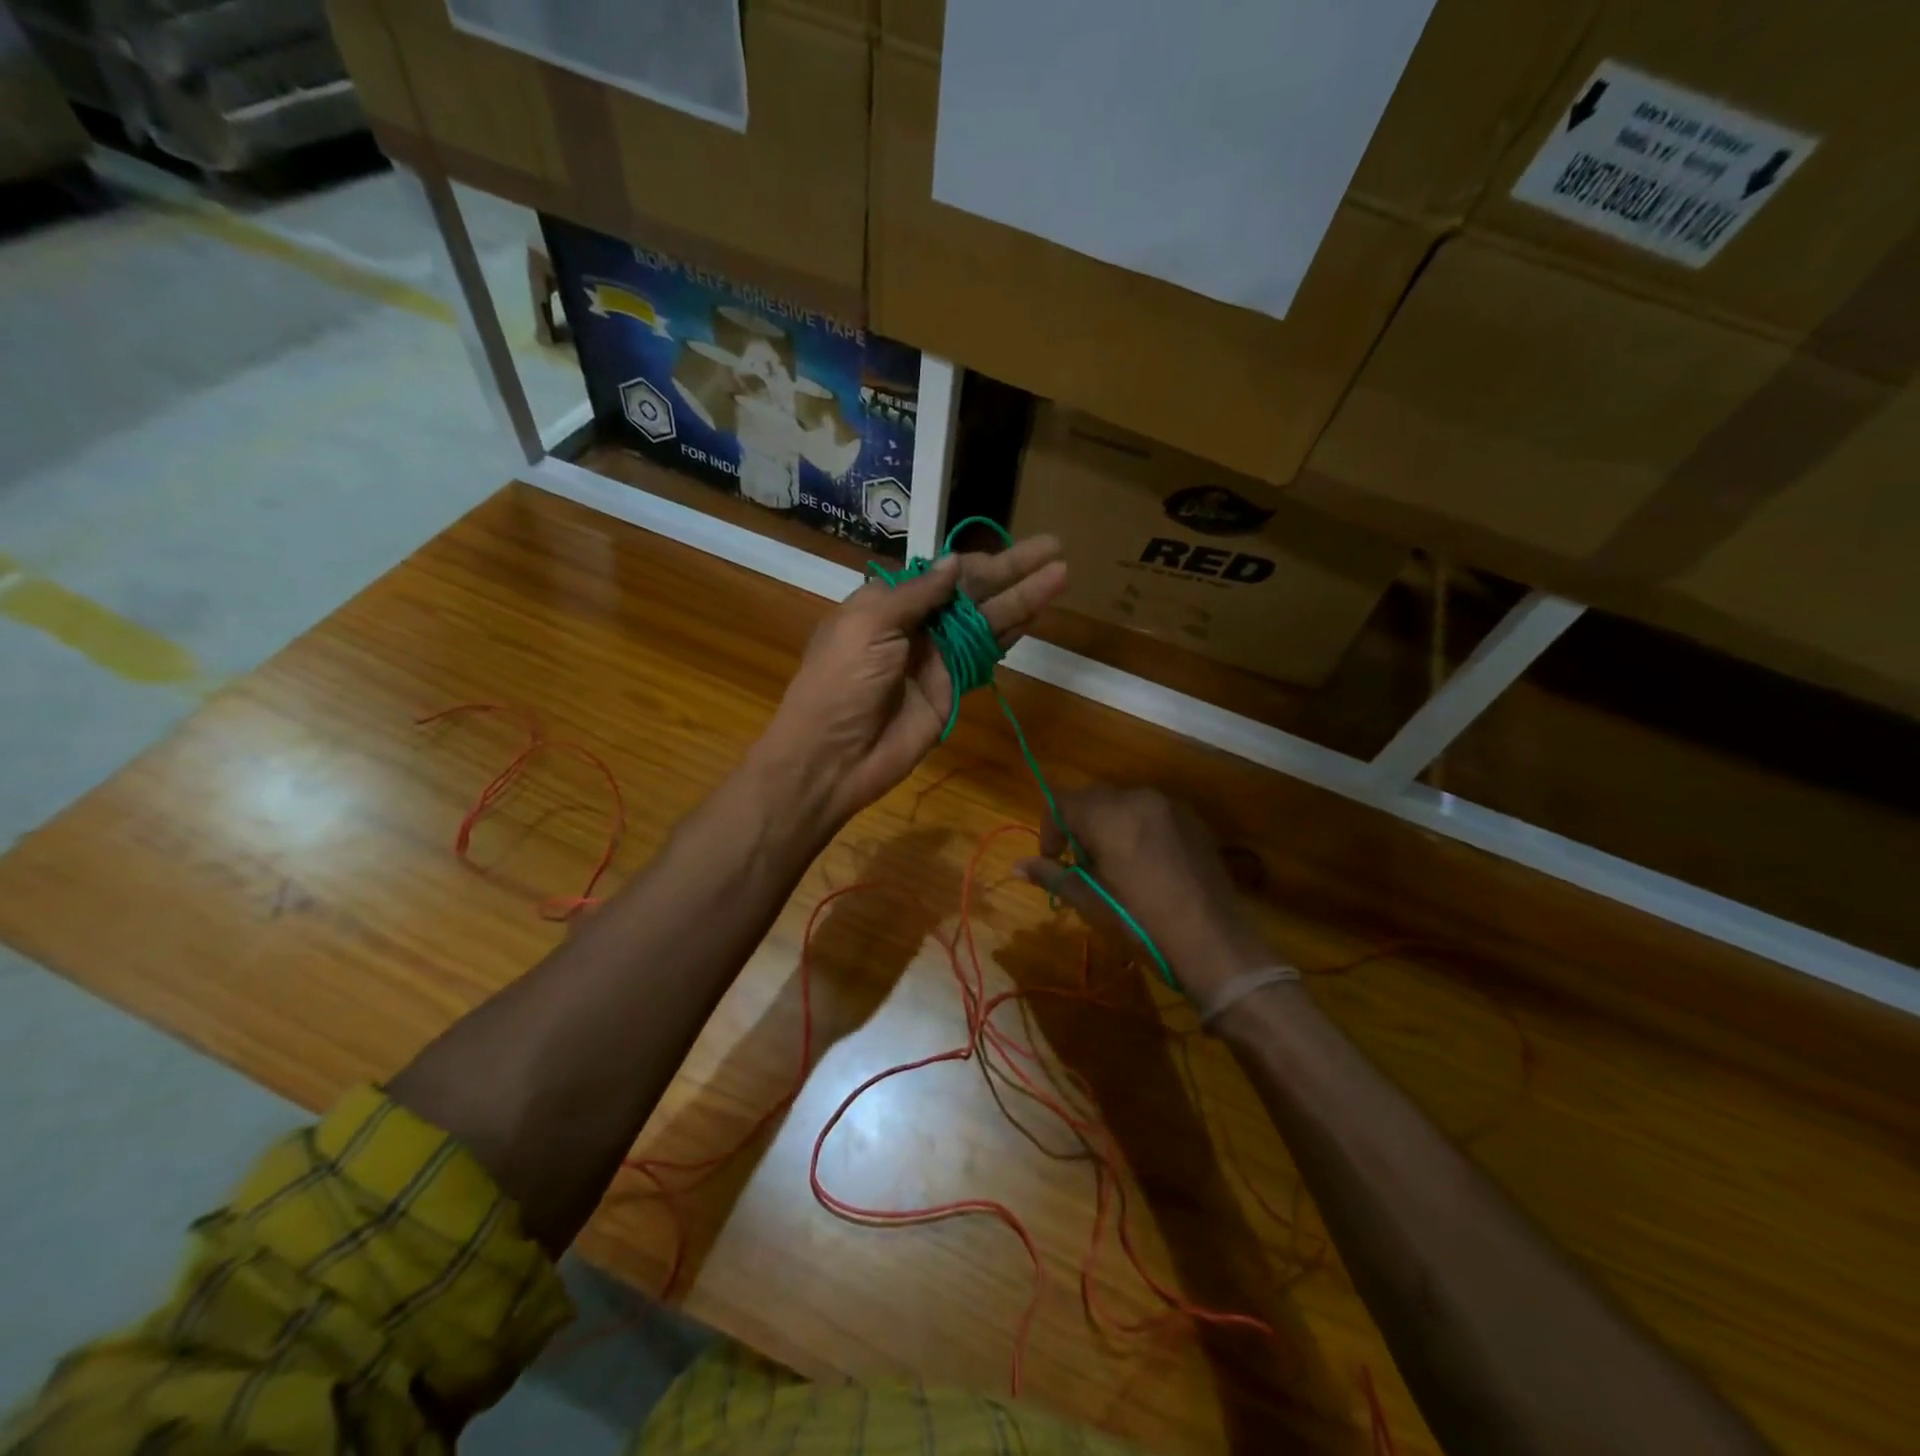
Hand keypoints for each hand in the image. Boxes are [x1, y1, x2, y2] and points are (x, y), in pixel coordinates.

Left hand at [756, 534, 1067, 827]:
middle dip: (1013, 571)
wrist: (834, 755)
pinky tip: (1038, 614)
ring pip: (987, 621)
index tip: (1014, 546)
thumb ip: (916, 593)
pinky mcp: (953, 689)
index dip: (978, 560)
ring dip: (1023, 599)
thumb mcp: (869, 623)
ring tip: (1062, 574)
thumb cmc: (841, 681)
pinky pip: (986, 656)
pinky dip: (1011, 635)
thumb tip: (954, 562)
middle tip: (1055, 548)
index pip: (941, 573)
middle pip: (973, 592)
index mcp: (888, 603)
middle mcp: (916, 626)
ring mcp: (938, 659)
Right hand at [1016, 785, 1269, 1001]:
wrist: (1214, 943)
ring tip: (1114, 866)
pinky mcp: (1193, 820)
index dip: (1049, 829)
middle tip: (1081, 865)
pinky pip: (1152, 813)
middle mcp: (1138, 799)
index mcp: (1109, 816)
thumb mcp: (1092, 902)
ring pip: (1123, 804)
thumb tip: (1018, 867)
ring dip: (1108, 825)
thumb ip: (1053, 875)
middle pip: (1093, 799)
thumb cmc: (1143, 924)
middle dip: (1078, 825)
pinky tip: (1146, 865)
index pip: (1062, 803)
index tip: (1054, 861)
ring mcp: (1170, 806)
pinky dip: (1137, 828)